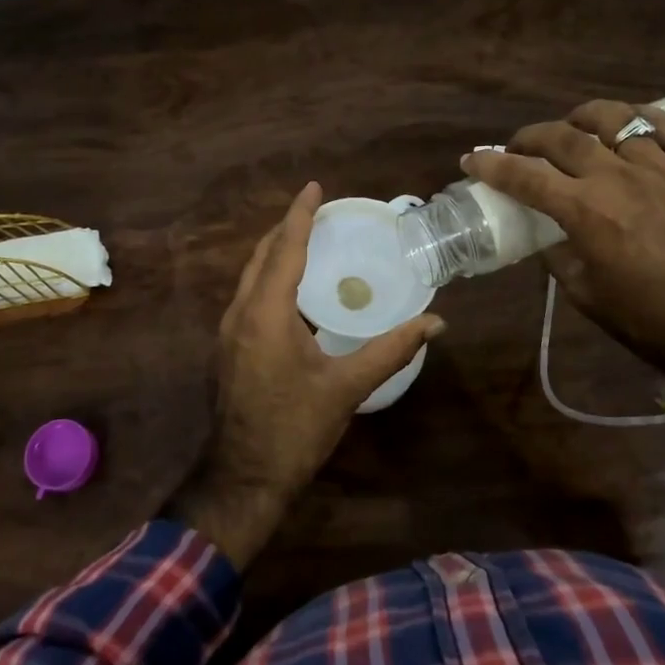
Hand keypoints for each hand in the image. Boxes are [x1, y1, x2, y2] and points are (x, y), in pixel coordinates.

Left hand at [166, 182, 443, 567]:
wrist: (244, 477)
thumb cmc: (295, 429)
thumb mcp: (346, 388)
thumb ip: (391, 350)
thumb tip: (436, 322)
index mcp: (266, 314)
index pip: (284, 249)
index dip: (300, 215)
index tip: (314, 187)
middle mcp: (240, 313)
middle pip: (262, 256)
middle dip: (286, 229)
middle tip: (317, 212)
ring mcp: (228, 332)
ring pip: (251, 276)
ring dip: (276, 253)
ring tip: (308, 242)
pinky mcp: (229, 349)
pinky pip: (249, 297)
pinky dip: (270, 279)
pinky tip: (293, 291)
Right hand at [461, 100, 664, 382]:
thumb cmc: (647, 317)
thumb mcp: (585, 294)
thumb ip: (558, 255)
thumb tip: (545, 233)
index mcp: (586, 212)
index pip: (525, 176)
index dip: (491, 165)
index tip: (472, 159)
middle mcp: (618, 178)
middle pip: (562, 136)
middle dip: (529, 137)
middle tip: (518, 148)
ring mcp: (660, 167)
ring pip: (614, 118)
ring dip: (582, 118)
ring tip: (573, 127)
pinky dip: (640, 120)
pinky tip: (629, 128)